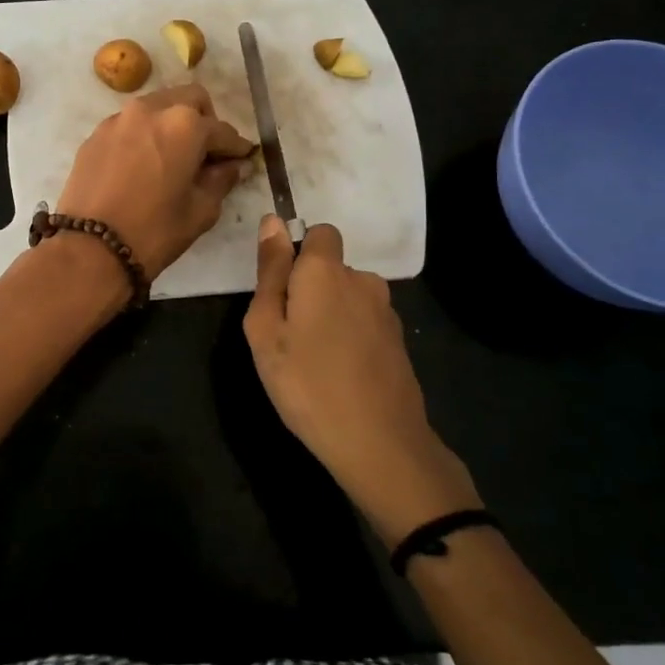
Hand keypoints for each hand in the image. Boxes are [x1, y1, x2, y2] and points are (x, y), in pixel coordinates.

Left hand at [55, 84, 254, 279]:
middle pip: (189, 100)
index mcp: (185, 125)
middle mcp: (151, 109)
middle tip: (206, 153)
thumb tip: (232, 166)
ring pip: (156, 107)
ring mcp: (118, 119)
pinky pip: (129, 125)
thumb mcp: (200, 210)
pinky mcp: (95, 135)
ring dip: (171, 124)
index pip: (222, 130)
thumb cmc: (154, 231)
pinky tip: (142, 165)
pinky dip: (144, 136)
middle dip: (204, 121)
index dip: (236, 147)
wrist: (89, 248)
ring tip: (173, 157)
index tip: (242, 159)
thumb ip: (221, 180)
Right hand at [244, 217, 480, 539]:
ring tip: (313, 360)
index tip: (281, 291)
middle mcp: (362, 280)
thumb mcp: (266, 328)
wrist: (378, 442)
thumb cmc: (306, 382)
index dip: (298, 253)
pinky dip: (350, 338)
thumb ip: (270, 271)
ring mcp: (386, 311)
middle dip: (309, 290)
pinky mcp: (398, 340)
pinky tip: (340, 375)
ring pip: (348, 297)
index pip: (319, 232)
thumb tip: (272, 221)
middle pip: (331, 269)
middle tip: (288, 337)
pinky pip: (364, 323)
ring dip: (330, 315)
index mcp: (326, 271)